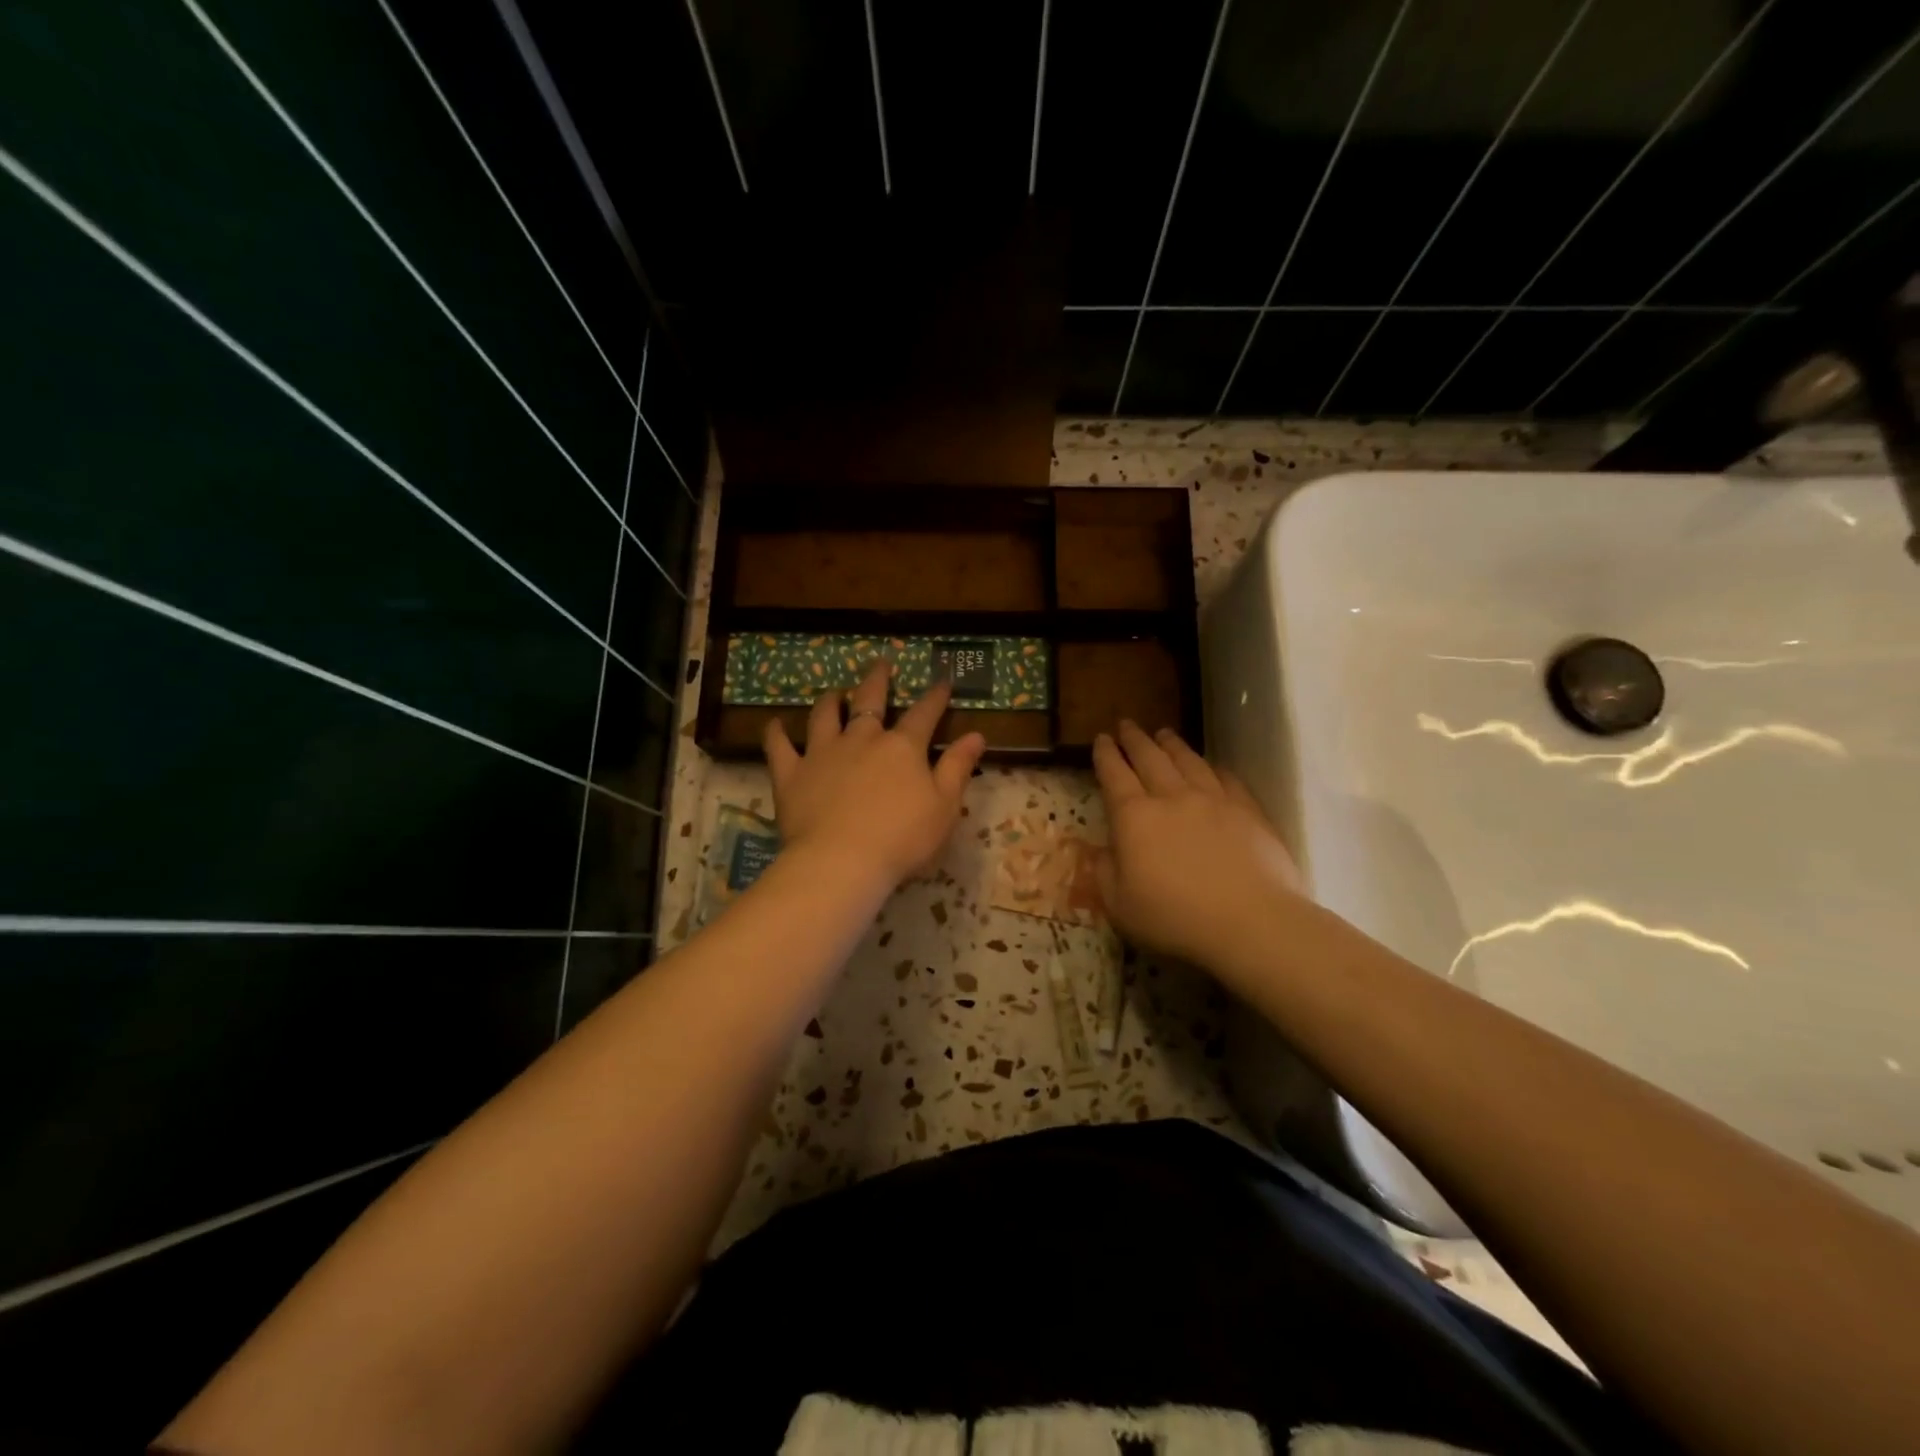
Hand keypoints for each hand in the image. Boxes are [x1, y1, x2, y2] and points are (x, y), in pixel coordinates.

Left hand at [765, 658, 987, 893]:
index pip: (924, 714)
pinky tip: (775, 724)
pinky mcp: (791, 774)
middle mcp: (861, 740)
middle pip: (869, 700)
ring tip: (833, 692)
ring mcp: (822, 753)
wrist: (842, 862)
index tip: (943, 681)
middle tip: (880, 663)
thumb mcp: (944, 806)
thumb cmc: (902, 839)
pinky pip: (779, 747)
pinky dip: (777, 734)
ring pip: (824, 716)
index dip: (935, 697)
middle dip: (877, 680)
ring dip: (830, 701)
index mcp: (902, 747)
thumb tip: (976, 735)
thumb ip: (958, 768)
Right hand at [1092, 721, 1305, 972]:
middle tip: (1127, 725)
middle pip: (1150, 758)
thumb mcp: (1120, 906)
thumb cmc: (1175, 918)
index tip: (1101, 739)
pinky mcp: (1248, 810)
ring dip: (1172, 744)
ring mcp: (1213, 800)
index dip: (1106, 756)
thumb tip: (1104, 852)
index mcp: (1134, 817)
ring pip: (1188, 761)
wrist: (1250, 921)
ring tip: (1164, 733)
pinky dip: (1214, 768)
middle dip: (1135, 740)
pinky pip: (1227, 779)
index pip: (1114, 776)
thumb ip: (1106, 874)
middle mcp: (1172, 798)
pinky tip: (1212, 766)